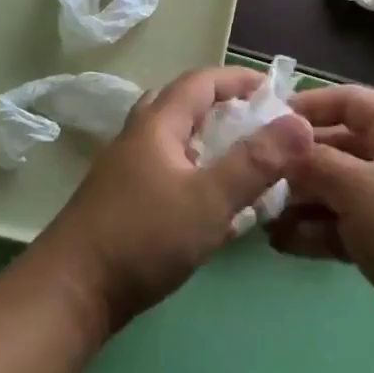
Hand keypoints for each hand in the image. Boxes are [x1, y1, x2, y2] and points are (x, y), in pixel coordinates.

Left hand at [34, 66, 312, 331]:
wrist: (72, 292)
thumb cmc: (143, 238)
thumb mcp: (208, 199)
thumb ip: (255, 162)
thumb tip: (301, 123)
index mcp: (156, 125)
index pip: (201, 82)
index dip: (240, 80)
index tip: (278, 93)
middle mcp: (139, 139)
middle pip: (184, 107)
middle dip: (225, 109)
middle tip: (260, 127)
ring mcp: (128, 172)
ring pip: (176, 143)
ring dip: (211, 145)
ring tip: (246, 164)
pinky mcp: (126, 203)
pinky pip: (170, 174)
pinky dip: (198, 176)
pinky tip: (218, 206)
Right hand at [273, 84, 373, 361]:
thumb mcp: (360, 187)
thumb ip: (315, 164)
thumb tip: (282, 149)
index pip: (350, 102)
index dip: (309, 106)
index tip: (265, 121)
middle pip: (337, 149)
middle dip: (296, 162)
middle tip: (254, 176)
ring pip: (335, 192)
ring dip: (299, 202)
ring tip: (260, 215)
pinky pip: (342, 228)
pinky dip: (314, 232)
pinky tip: (280, 243)